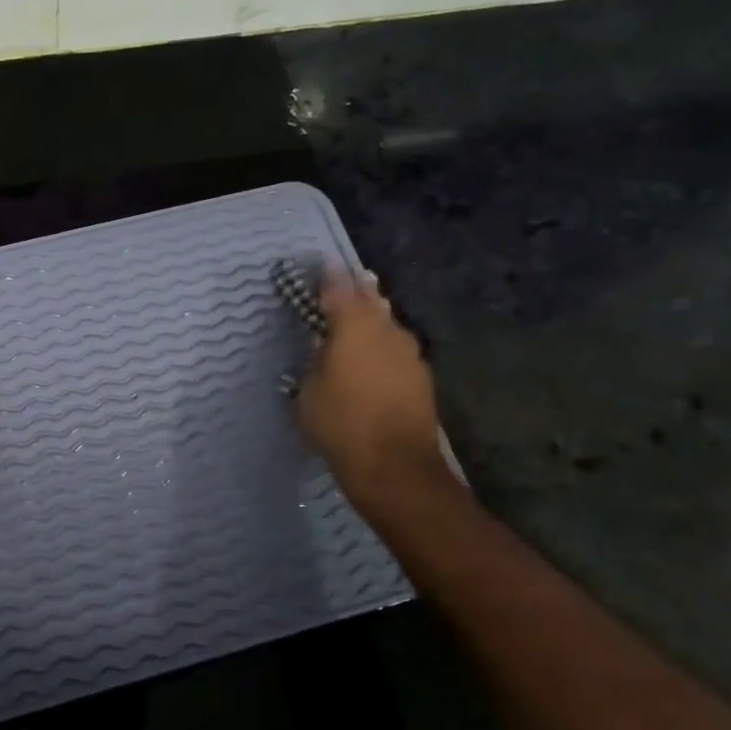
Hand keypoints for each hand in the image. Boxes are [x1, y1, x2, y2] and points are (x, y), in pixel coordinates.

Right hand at [296, 268, 446, 493]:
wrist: (394, 466)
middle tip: (348, 281)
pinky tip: (374, 356)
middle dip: (358, 289)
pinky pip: (396, 348)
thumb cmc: (340, 425)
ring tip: (361, 314)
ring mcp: (409, 353)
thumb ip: (315, 360)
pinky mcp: (421, 376)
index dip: (330, 275)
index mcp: (354, 328)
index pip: (339, 289)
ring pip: (387, 323)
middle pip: (371, 300)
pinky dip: (383, 345)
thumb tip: (324, 344)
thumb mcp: (309, 392)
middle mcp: (386, 331)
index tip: (323, 262)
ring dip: (373, 317)